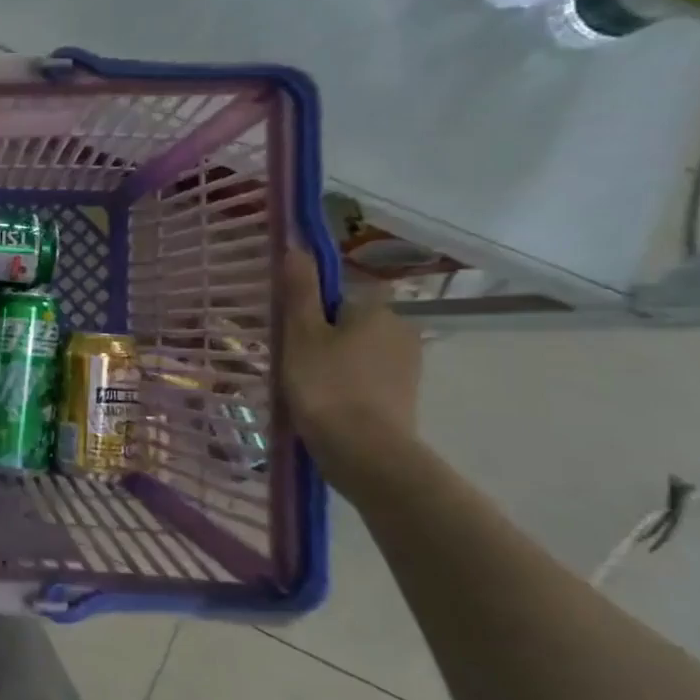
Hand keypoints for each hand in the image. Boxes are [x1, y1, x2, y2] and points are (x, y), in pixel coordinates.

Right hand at [281, 250, 420, 460]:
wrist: (364, 452)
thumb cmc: (326, 384)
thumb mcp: (301, 333)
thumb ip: (301, 290)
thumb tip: (298, 247)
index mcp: (377, 309)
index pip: (341, 296)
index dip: (314, 311)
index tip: (291, 332)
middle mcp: (402, 330)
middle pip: (352, 323)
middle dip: (326, 337)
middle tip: (292, 360)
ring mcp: (408, 367)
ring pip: (360, 352)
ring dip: (336, 362)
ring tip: (305, 386)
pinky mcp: (405, 397)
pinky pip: (369, 379)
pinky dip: (349, 386)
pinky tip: (326, 404)